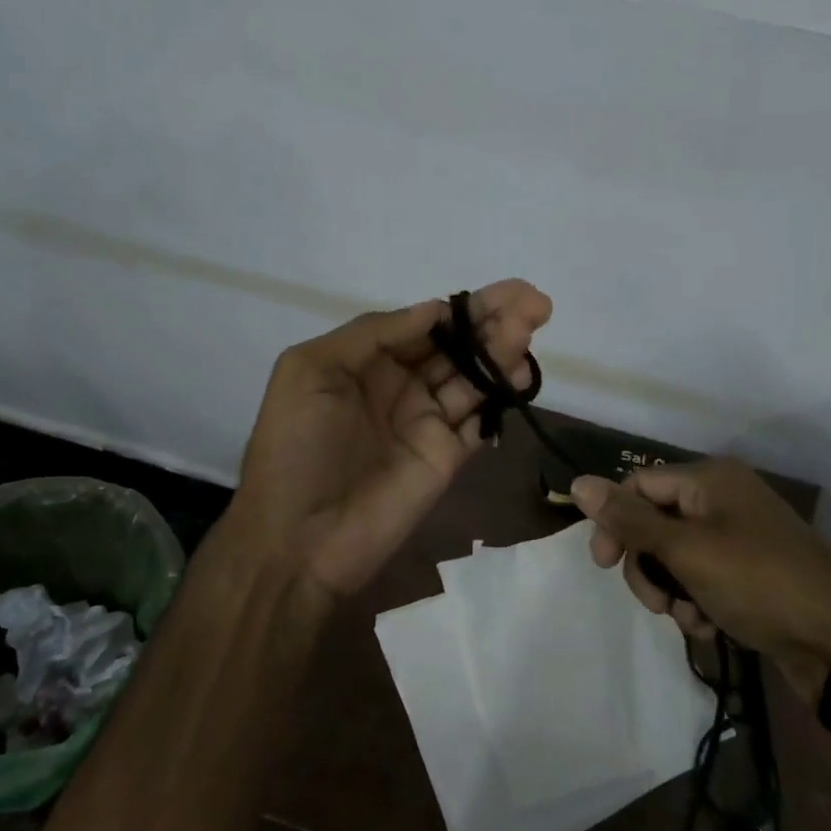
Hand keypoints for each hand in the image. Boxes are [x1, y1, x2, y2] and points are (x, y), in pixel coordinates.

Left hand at [227, 281, 552, 600]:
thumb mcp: (310, 370)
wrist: (297, 538)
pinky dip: (502, 395)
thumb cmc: (294, 445)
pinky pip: (480, 419)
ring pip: (473, 377)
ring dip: (503, 349)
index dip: (460, 308)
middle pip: (456, 346)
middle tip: (535, 299)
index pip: (423, 325)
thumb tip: (432, 309)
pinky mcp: (447, 456)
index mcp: (366, 362)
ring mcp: (426, 422)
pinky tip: (519, 374)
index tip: (498, 293)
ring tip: (531, 323)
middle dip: (493, 321)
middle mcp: (400, 386)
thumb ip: (372, 334)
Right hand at [571, 458, 830, 699]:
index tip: (602, 565)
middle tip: (653, 603)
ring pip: (674, 553)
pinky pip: (701, 573)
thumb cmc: (757, 583)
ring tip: (687, 618)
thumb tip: (578, 482)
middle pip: (654, 521)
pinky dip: (695, 598)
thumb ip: (629, 519)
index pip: (638, 484)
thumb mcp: (685, 551)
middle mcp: (722, 497)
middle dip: (645, 564)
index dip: (613, 521)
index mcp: (709, 478)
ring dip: (669, 588)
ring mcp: (738, 534)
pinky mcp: (749, 568)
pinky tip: (707, 625)